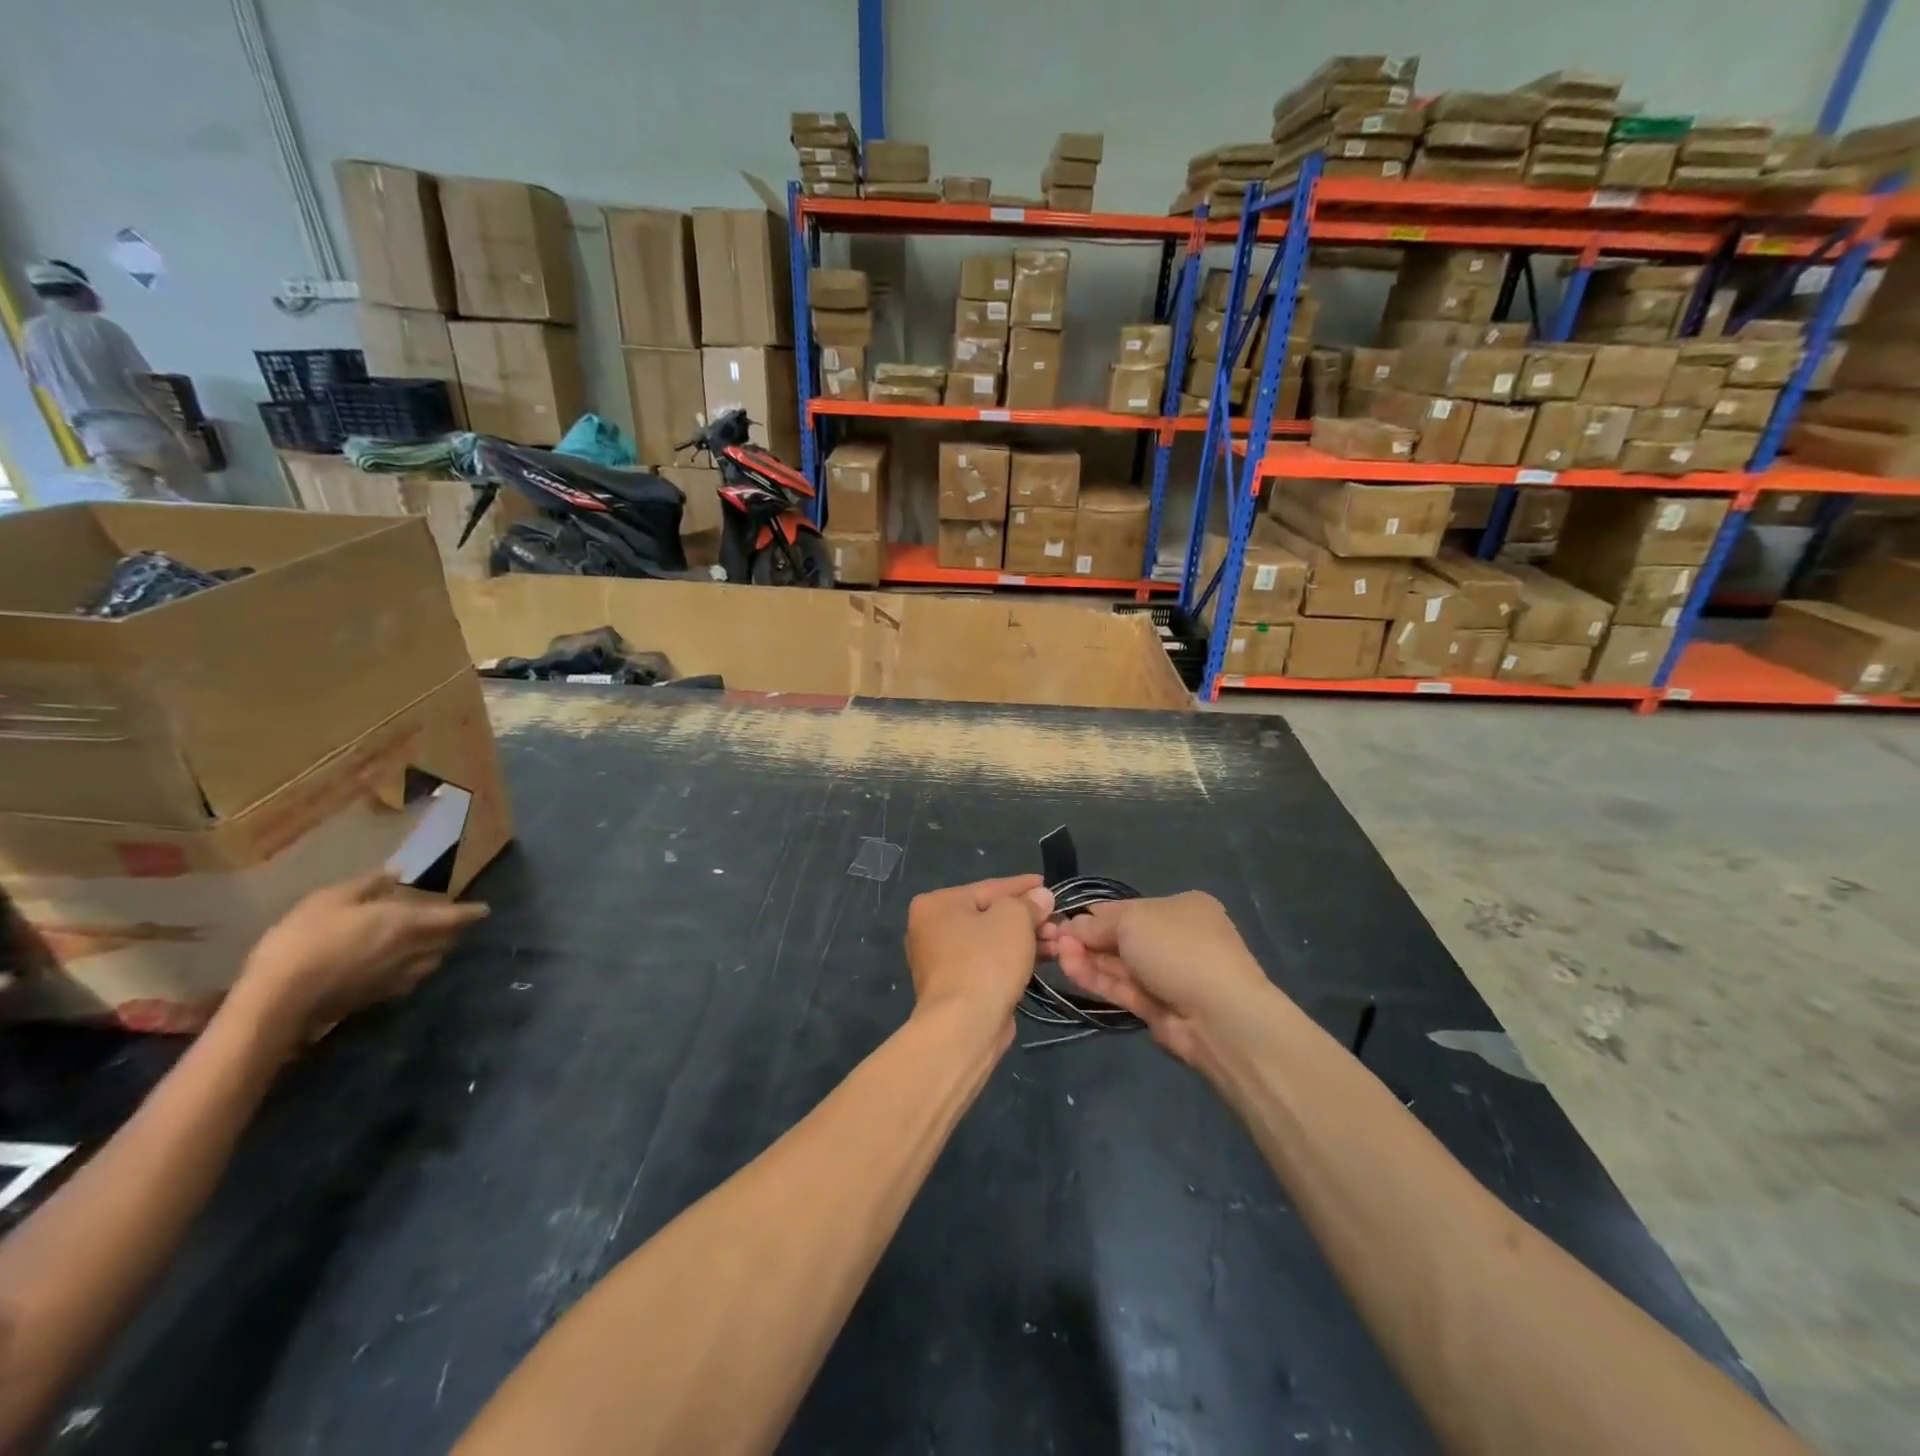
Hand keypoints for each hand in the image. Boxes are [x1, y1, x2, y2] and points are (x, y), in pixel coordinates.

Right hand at [231, 872, 489, 1041]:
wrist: (278, 1001)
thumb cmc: (304, 940)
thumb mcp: (330, 900)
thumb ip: (367, 885)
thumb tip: (395, 872)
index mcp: (406, 924)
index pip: (452, 917)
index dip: (471, 912)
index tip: (486, 909)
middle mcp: (411, 951)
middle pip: (446, 940)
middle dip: (455, 930)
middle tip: (454, 921)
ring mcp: (396, 978)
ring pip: (432, 961)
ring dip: (439, 949)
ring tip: (434, 941)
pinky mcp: (378, 998)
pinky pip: (411, 980)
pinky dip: (417, 969)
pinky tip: (405, 967)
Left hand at [905, 875, 1053, 1027]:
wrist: (965, 1026)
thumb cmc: (985, 961)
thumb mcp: (1013, 919)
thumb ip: (1028, 903)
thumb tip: (1041, 896)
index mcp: (936, 904)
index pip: (988, 888)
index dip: (1022, 886)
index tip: (1048, 885)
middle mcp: (931, 929)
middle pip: (989, 916)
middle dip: (1027, 918)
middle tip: (1057, 921)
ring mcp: (941, 962)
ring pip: (991, 942)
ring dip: (1025, 940)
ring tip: (1057, 942)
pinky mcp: (956, 989)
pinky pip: (989, 964)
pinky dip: (1013, 960)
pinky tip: (1042, 959)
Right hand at [1044, 892, 1270, 1065]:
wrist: (1219, 1014)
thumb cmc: (1178, 948)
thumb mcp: (1133, 920)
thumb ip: (1097, 924)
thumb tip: (1071, 926)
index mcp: (1181, 908)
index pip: (1128, 907)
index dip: (1094, 914)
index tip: (1063, 919)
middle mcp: (1175, 939)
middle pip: (1120, 936)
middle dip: (1087, 937)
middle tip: (1053, 939)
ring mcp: (1167, 975)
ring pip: (1118, 964)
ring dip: (1087, 958)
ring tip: (1057, 954)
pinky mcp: (1157, 1007)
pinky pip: (1122, 988)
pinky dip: (1096, 979)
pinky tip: (1070, 970)